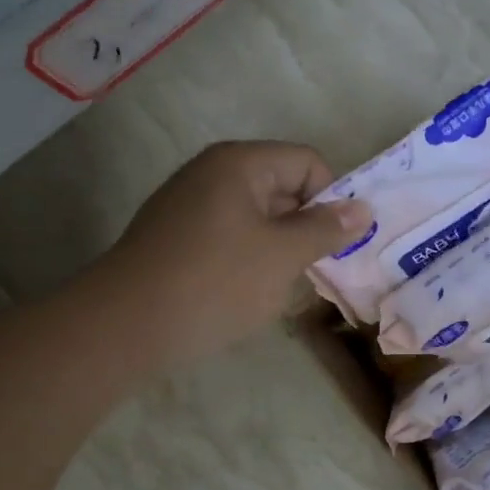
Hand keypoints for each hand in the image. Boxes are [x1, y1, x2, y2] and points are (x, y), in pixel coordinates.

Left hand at [105, 141, 371, 369]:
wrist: (125, 326)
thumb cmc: (215, 282)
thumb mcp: (282, 255)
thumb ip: (325, 229)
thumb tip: (364, 208)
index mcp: (239, 163)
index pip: (307, 163)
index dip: (331, 199)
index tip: (335, 244)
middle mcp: (211, 173)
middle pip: (281, 187)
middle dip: (305, 227)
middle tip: (316, 270)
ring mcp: (188, 206)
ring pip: (256, 218)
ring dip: (278, 249)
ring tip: (281, 288)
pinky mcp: (174, 239)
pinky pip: (228, 238)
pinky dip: (247, 261)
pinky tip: (244, 295)